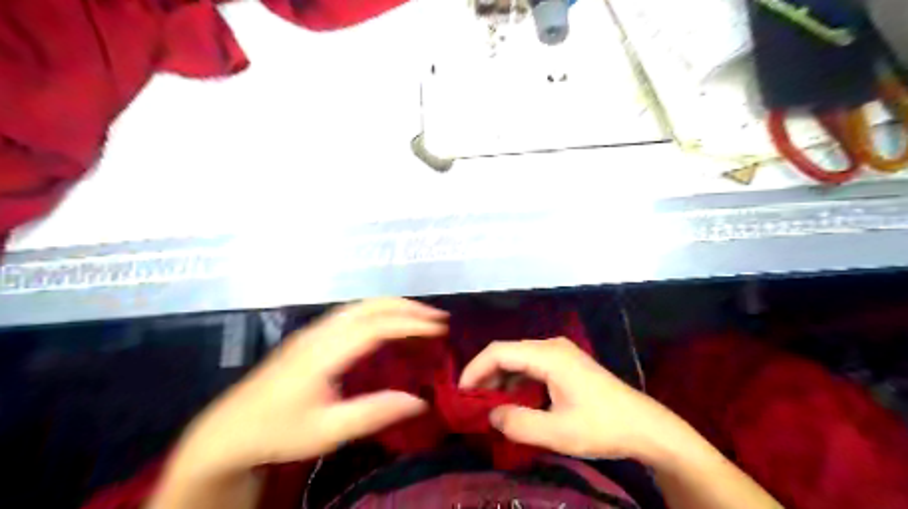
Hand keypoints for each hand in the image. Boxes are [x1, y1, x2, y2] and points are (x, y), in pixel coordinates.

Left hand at [169, 299, 446, 476]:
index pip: (376, 327)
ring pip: (360, 306)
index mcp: (325, 352)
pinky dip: (378, 311)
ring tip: (420, 316)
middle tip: (437, 318)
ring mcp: (313, 331)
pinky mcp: (310, 336)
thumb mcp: (327, 431)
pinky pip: (352, 313)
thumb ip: (374, 413)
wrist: (229, 429)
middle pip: (370, 306)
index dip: (410, 324)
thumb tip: (420, 402)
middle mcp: (320, 333)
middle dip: (406, 307)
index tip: (439, 329)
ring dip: (393, 306)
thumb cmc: (279, 431)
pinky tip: (387, 323)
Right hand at [463, 338, 681, 461]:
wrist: (645, 427)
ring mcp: (560, 353)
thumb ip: (518, 423)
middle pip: (507, 352)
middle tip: (470, 402)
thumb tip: (491, 414)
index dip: (475, 369)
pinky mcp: (565, 363)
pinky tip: (513, 401)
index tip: (460, 393)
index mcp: (549, 355)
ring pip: (518, 359)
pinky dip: (516, 381)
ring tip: (488, 404)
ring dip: (500, 379)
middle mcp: (552, 346)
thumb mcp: (557, 432)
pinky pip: (531, 366)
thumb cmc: (602, 427)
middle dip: (485, 375)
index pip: (499, 352)